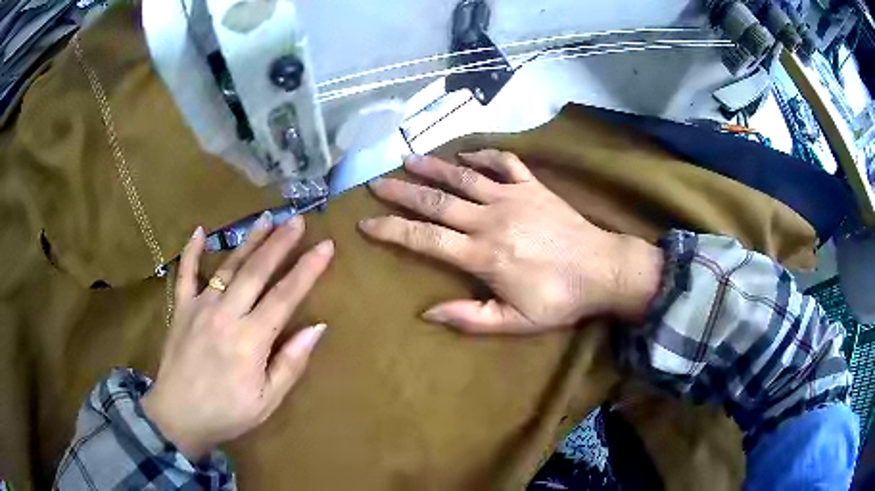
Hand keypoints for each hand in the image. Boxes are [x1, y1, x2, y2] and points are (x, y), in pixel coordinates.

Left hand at [142, 213, 333, 460]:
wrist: (178, 416)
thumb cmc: (227, 413)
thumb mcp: (268, 400)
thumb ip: (291, 362)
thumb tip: (317, 327)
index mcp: (250, 340)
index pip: (285, 296)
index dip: (307, 269)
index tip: (326, 246)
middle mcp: (226, 315)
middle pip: (257, 271)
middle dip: (280, 243)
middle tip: (298, 219)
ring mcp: (200, 307)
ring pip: (228, 266)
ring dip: (249, 240)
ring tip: (267, 218)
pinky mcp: (181, 308)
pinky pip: (185, 273)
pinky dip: (192, 251)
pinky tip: (200, 231)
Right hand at [360, 150, 662, 333]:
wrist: (603, 270)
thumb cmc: (559, 300)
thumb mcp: (515, 323)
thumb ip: (470, 318)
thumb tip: (427, 312)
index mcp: (483, 255)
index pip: (425, 239)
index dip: (392, 230)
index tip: (367, 222)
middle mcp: (491, 219)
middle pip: (436, 201)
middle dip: (402, 192)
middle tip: (376, 183)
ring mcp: (513, 197)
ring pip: (463, 176)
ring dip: (433, 167)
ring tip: (407, 159)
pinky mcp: (533, 186)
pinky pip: (504, 163)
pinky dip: (483, 154)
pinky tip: (465, 153)